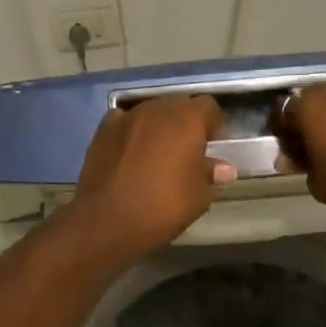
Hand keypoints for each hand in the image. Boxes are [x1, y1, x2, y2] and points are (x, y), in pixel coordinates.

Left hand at [69, 95, 233, 260]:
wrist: (107, 221)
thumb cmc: (163, 208)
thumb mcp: (199, 197)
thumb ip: (211, 174)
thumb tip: (223, 168)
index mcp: (187, 119)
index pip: (208, 107)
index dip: (214, 125)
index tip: (214, 148)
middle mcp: (157, 109)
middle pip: (179, 106)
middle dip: (186, 123)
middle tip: (187, 152)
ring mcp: (127, 116)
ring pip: (151, 112)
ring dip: (159, 127)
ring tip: (158, 154)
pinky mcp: (103, 129)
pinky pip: (126, 122)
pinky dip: (132, 132)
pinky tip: (131, 153)